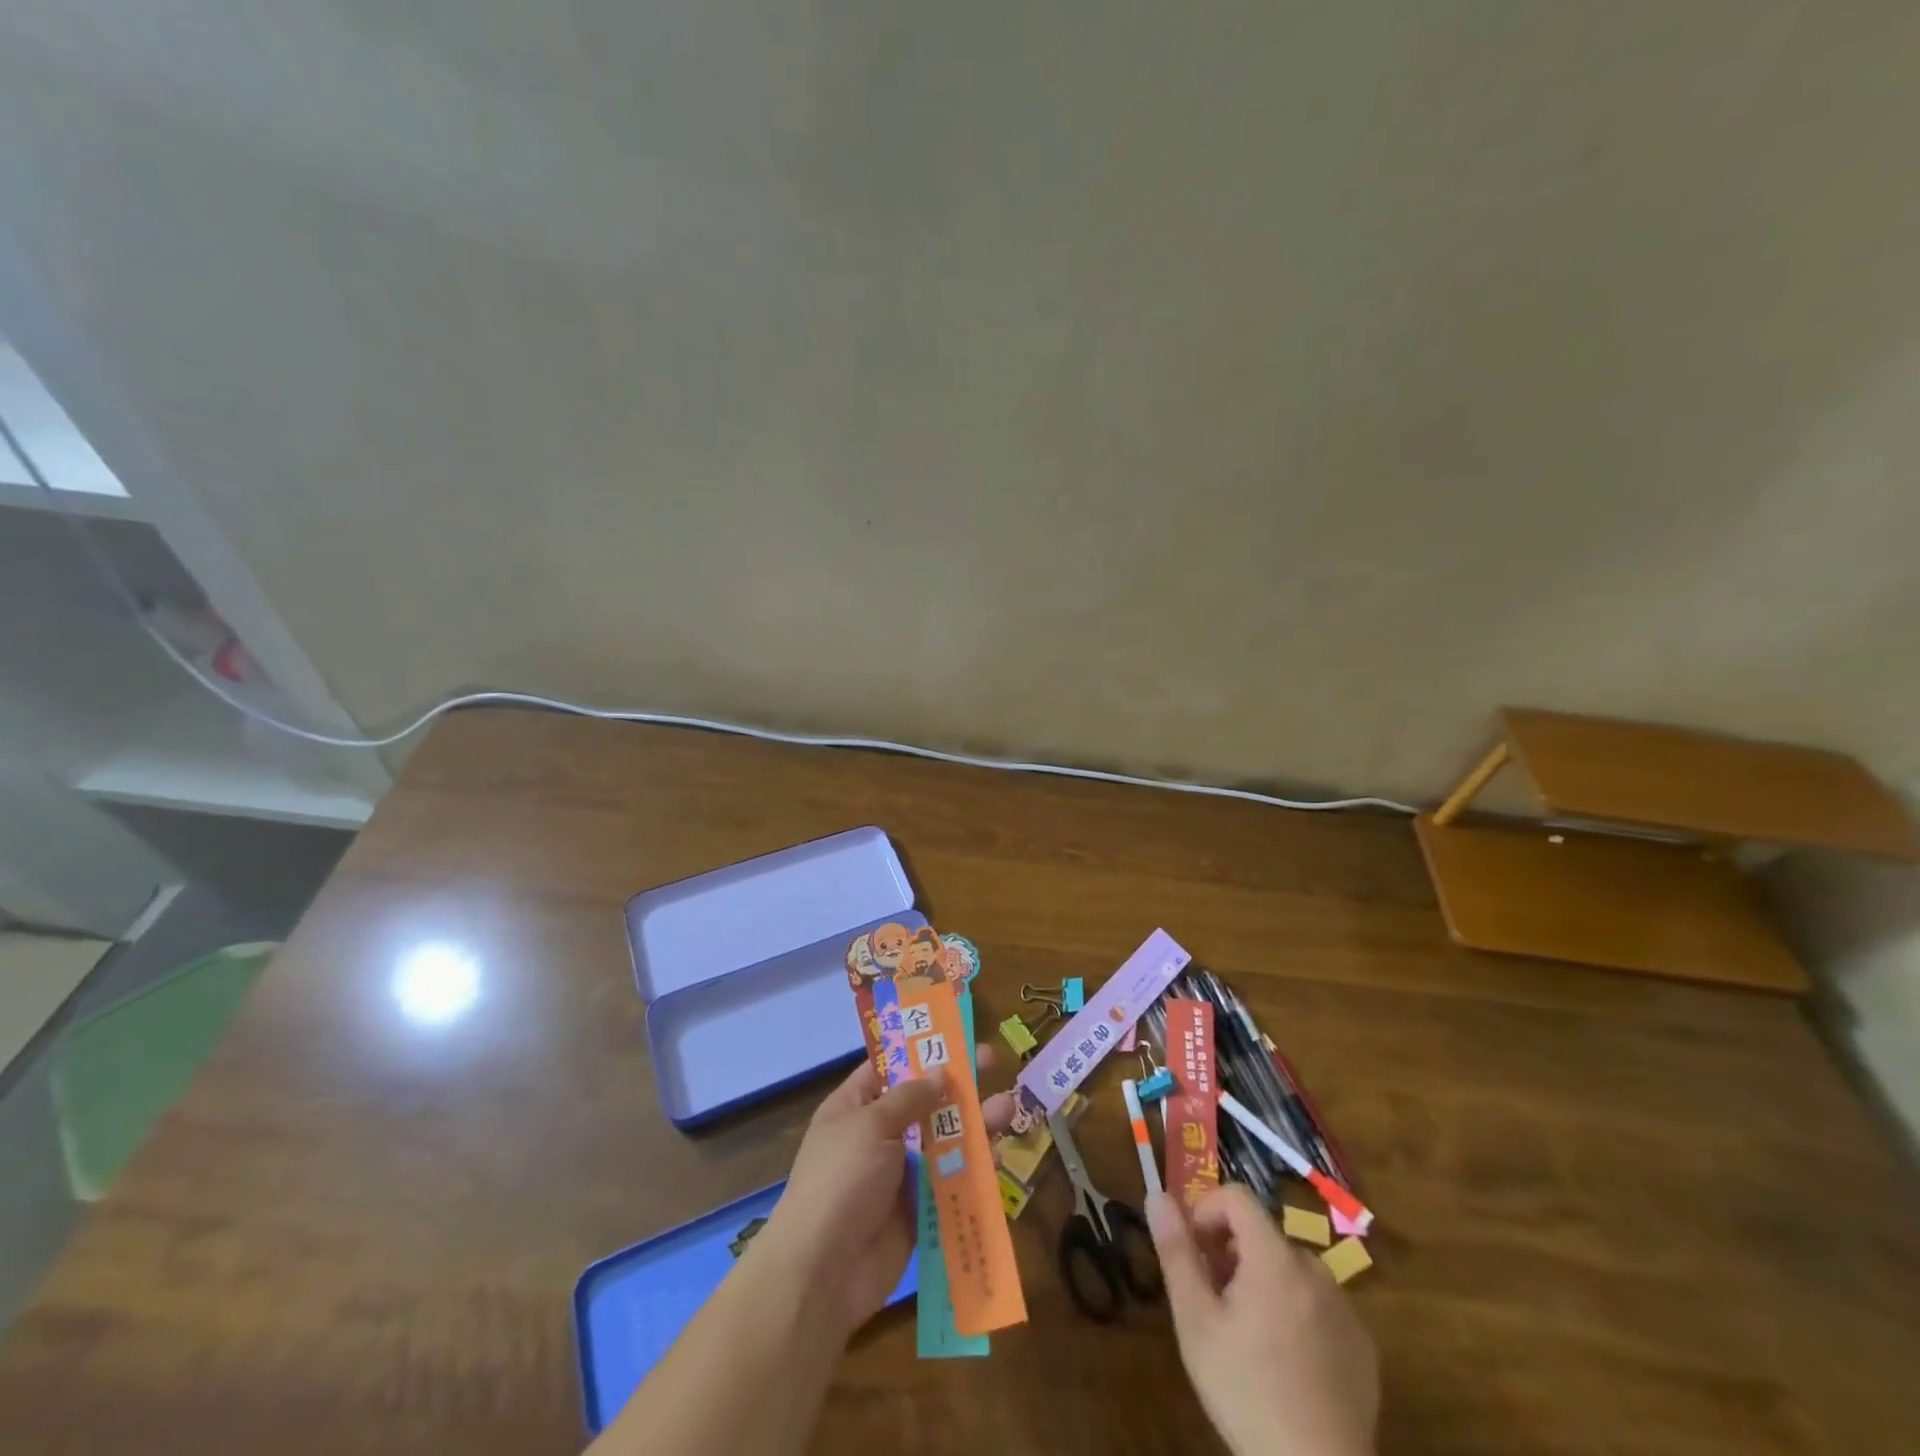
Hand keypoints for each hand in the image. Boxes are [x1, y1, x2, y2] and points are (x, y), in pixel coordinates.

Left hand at [764, 1049, 1014, 1337]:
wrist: (824, 1272)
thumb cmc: (841, 1180)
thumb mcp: (870, 1125)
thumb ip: (909, 1098)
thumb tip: (939, 1073)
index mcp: (854, 1107)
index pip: (889, 1068)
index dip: (920, 1050)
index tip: (954, 1034)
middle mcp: (878, 1135)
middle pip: (923, 1102)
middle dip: (958, 1085)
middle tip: (994, 1061)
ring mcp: (899, 1174)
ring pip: (943, 1141)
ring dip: (975, 1124)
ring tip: (1008, 1106)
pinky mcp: (919, 1210)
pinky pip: (950, 1181)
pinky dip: (973, 1168)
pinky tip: (999, 1154)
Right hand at [1148, 1186, 1378, 1455]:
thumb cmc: (1247, 1391)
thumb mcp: (1196, 1321)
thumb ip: (1176, 1251)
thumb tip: (1157, 1195)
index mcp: (1274, 1256)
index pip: (1237, 1196)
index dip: (1206, 1212)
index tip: (1194, 1253)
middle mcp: (1315, 1269)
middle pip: (1262, 1235)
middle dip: (1231, 1255)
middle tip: (1213, 1302)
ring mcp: (1345, 1308)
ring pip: (1290, 1271)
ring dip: (1263, 1283)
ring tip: (1246, 1337)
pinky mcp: (1363, 1346)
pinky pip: (1319, 1306)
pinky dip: (1295, 1314)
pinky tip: (1285, 1364)